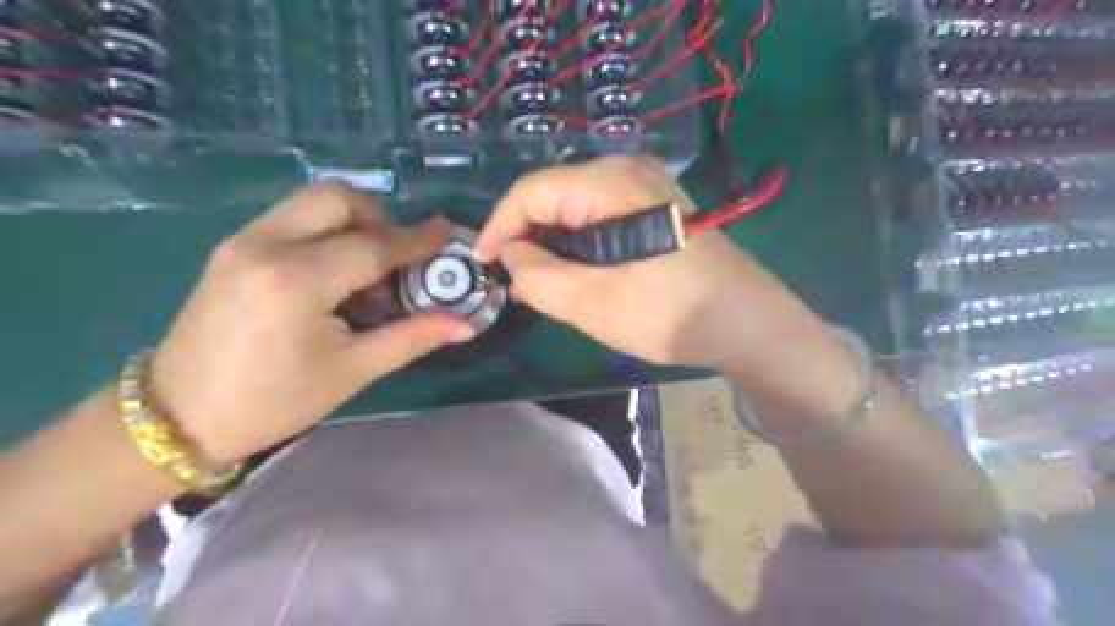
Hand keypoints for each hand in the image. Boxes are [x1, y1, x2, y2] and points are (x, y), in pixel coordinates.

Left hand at [149, 180, 474, 464]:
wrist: (179, 416)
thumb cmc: (274, 401)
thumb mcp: (353, 370)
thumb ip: (413, 337)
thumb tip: (465, 325)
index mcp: (296, 282)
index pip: (372, 247)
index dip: (415, 240)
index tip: (445, 231)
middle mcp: (265, 245)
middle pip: (336, 198)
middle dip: (378, 217)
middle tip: (396, 256)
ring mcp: (242, 241)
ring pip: (311, 201)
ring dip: (352, 221)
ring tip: (367, 267)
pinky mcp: (232, 247)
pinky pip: (292, 218)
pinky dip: (325, 230)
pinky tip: (334, 272)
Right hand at [474, 153, 820, 374]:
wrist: (748, 324)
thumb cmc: (670, 312)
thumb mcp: (592, 302)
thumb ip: (537, 277)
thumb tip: (512, 255)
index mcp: (609, 183)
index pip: (531, 191)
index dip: (498, 226)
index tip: (481, 263)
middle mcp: (627, 170)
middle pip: (554, 196)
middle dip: (528, 238)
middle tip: (518, 282)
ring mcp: (648, 186)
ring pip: (577, 209)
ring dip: (555, 245)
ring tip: (545, 285)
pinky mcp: (659, 207)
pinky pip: (602, 218)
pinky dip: (581, 244)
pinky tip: (582, 274)